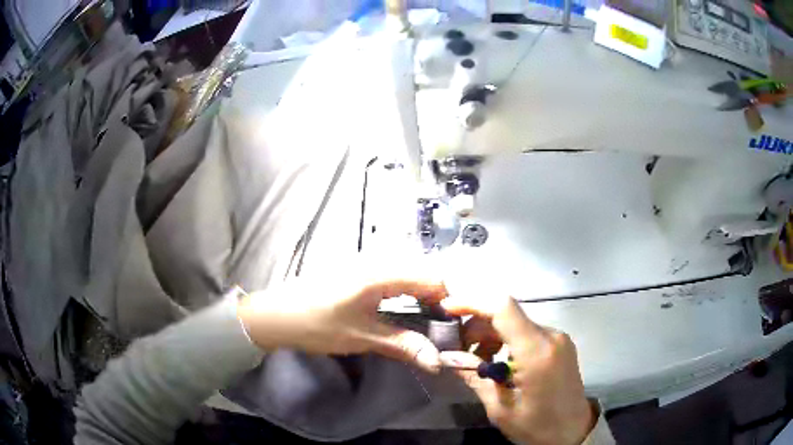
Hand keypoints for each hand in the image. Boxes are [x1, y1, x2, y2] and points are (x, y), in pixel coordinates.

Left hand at [236, 265, 447, 372]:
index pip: (431, 278)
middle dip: (437, 297)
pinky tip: (402, 310)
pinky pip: (393, 275)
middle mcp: (377, 261)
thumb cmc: (317, 325)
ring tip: (424, 321)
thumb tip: (437, 361)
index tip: (451, 325)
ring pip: (408, 272)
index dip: (448, 300)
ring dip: (421, 294)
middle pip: (422, 272)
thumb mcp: (362, 338)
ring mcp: (366, 263)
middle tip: (439, 326)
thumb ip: (403, 345)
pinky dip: (405, 291)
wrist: (277, 315)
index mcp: (381, 274)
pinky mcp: (358, 271)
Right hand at [440, 296, 595, 444]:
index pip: (504, 308)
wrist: (573, 432)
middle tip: (460, 349)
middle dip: (478, 325)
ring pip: (517, 323)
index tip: (449, 308)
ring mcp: (559, 338)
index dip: (473, 302)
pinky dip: (508, 340)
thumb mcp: (500, 408)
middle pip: (508, 314)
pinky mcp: (560, 344)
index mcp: (537, 352)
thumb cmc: (537, 426)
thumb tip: (447, 355)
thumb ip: (475, 376)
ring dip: (493, 334)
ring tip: (479, 360)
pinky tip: (499, 362)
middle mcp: (552, 336)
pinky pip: (528, 332)